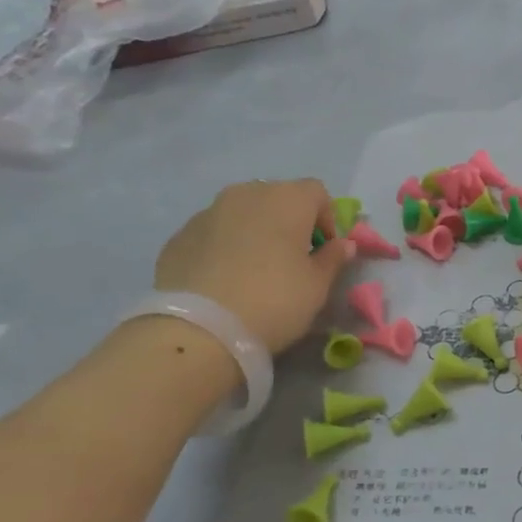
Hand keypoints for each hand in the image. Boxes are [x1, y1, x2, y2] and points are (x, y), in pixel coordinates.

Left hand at [153, 179, 355, 352]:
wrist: (199, 328)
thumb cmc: (275, 300)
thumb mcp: (318, 286)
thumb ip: (333, 259)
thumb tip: (342, 245)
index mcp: (287, 199)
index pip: (317, 192)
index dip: (327, 219)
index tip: (324, 250)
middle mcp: (246, 194)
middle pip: (278, 197)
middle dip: (289, 222)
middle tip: (293, 258)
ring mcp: (208, 212)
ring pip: (243, 213)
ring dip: (256, 231)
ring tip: (256, 269)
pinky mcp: (180, 235)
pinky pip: (214, 232)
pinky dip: (225, 246)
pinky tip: (226, 279)